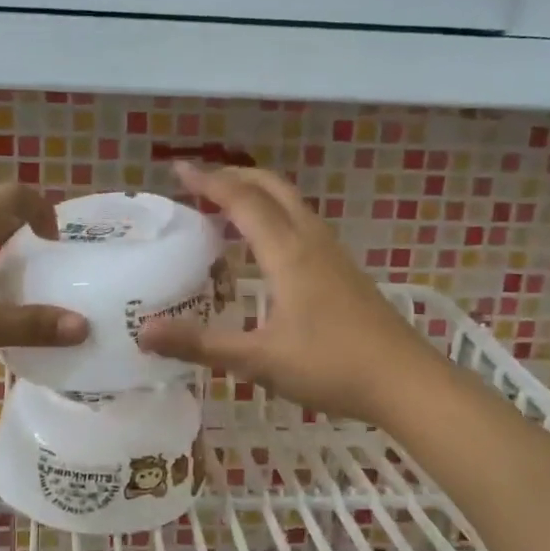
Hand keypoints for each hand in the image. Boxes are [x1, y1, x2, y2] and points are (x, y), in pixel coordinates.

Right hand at [137, 164, 434, 424]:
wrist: (406, 382)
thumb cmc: (331, 366)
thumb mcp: (258, 360)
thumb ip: (200, 345)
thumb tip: (143, 333)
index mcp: (288, 252)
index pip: (242, 200)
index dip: (208, 181)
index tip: (177, 168)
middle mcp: (311, 241)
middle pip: (272, 188)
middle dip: (234, 176)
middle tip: (199, 181)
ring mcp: (333, 254)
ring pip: (292, 203)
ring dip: (257, 193)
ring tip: (227, 205)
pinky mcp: (344, 271)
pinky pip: (302, 223)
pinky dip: (275, 214)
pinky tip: (267, 245)